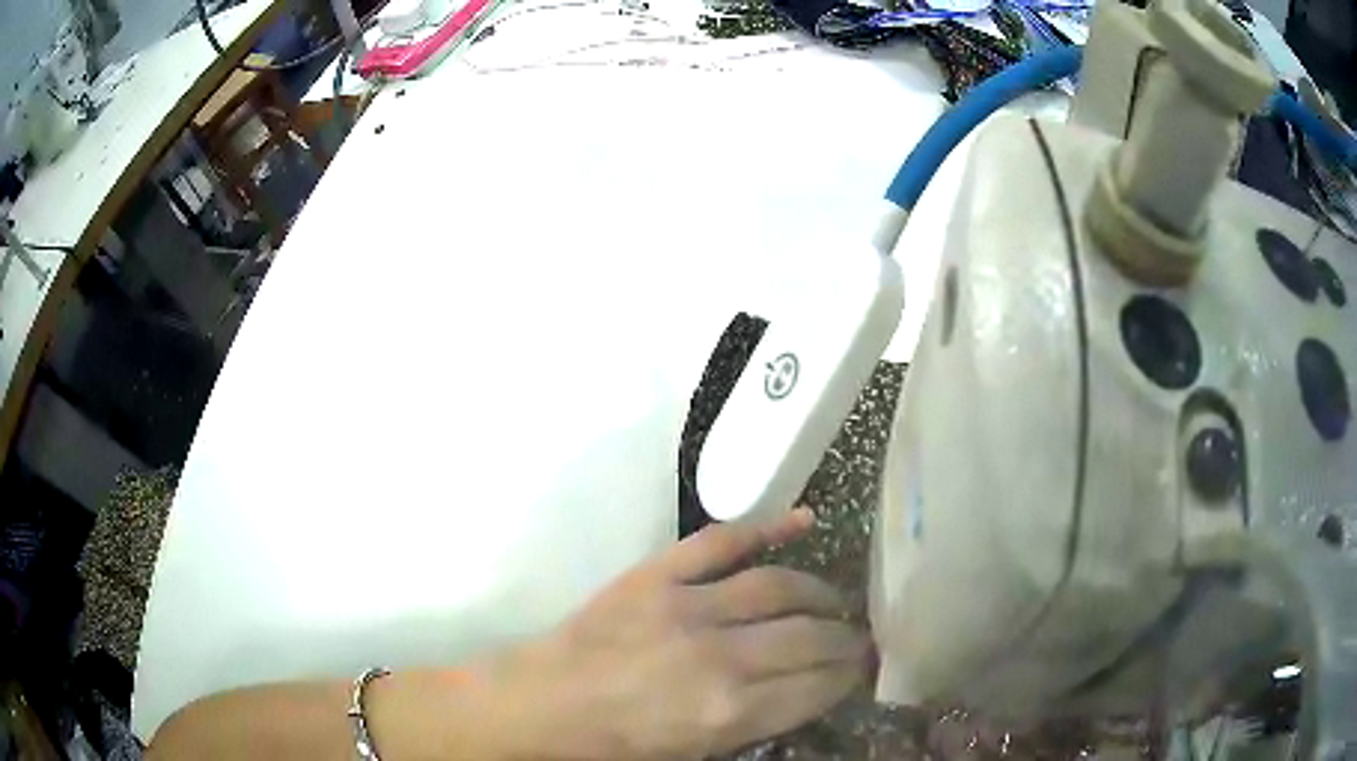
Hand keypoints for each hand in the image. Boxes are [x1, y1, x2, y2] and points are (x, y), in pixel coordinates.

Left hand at [489, 508, 866, 758]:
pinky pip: (721, 541)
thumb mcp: (693, 754)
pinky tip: (805, 521)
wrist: (541, 704)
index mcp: (729, 713)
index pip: (818, 687)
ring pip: (780, 587)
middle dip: (847, 641)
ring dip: (820, 593)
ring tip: (836, 602)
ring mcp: (687, 607)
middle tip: (860, 639)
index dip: (848, 678)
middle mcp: (721, 658)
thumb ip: (755, 723)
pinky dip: (768, 526)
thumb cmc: (615, 745)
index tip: (862, 670)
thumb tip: (804, 693)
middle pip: (811, 639)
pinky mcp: (657, 575)